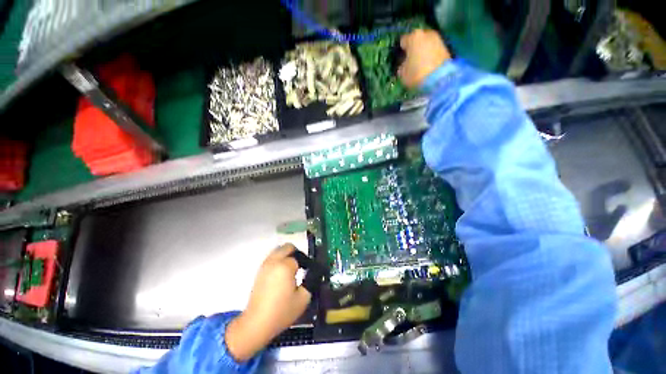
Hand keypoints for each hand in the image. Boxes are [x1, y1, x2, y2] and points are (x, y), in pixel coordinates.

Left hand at [225, 244, 310, 360]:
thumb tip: (312, 273)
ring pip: (278, 251)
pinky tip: (281, 274)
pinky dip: (278, 260)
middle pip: (287, 247)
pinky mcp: (259, 271)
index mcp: (285, 266)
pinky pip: (272, 258)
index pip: (299, 258)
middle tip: (300, 266)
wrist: (257, 323)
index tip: (308, 272)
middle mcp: (274, 261)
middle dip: (296, 253)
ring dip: (286, 255)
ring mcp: (265, 265)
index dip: (305, 264)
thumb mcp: (303, 298)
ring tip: (291, 269)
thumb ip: (310, 281)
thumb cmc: (282, 311)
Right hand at [398, 29, 451, 88]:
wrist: (439, 79)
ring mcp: (437, 39)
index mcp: (413, 37)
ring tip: (420, 62)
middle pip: (417, 38)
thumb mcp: (402, 73)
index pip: (403, 40)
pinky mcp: (446, 47)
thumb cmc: (416, 74)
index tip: (401, 57)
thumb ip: (402, 65)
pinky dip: (431, 54)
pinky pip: (434, 49)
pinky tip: (428, 64)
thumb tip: (404, 63)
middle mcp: (426, 33)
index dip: (401, 50)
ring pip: (426, 43)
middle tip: (411, 58)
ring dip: (423, 50)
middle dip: (414, 47)